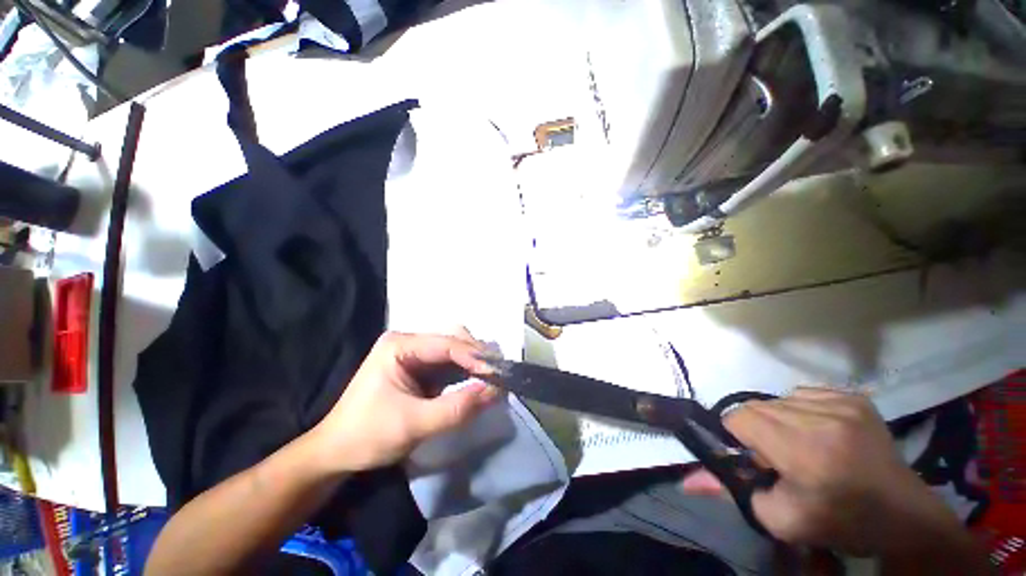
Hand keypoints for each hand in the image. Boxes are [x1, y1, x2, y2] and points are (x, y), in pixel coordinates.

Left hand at [309, 330, 499, 472]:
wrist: (336, 453)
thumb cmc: (368, 436)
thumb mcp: (414, 425)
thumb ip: (457, 408)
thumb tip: (495, 392)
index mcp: (400, 345)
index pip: (447, 343)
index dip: (475, 356)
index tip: (498, 372)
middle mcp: (408, 341)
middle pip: (453, 339)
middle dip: (477, 356)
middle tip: (498, 374)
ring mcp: (413, 353)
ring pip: (454, 349)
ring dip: (473, 363)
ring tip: (492, 377)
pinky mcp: (418, 367)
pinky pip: (448, 363)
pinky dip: (465, 372)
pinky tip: (476, 381)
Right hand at [682, 388, 973, 558]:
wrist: (904, 515)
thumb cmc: (839, 522)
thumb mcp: (779, 519)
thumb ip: (730, 492)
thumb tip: (687, 481)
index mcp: (804, 451)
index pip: (740, 418)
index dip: (737, 436)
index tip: (752, 456)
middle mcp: (821, 418)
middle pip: (757, 407)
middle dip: (757, 430)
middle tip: (780, 457)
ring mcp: (841, 403)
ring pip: (778, 399)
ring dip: (778, 420)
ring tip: (802, 445)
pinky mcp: (854, 397)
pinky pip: (804, 393)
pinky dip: (800, 411)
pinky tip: (820, 432)